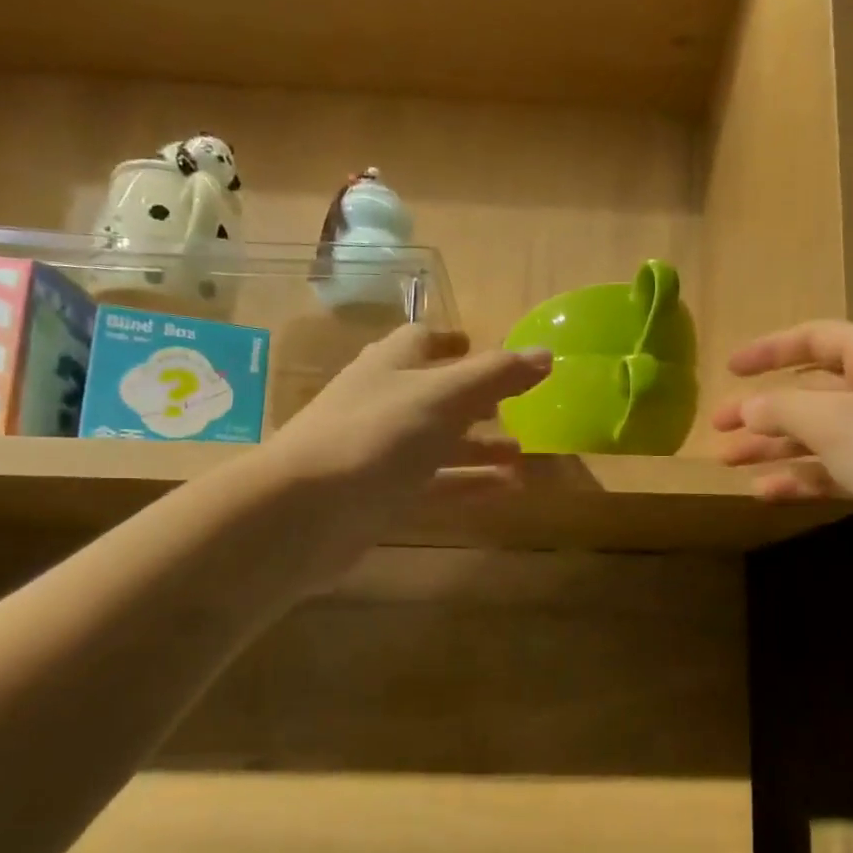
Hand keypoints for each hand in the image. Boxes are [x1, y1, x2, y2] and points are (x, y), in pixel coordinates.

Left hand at [263, 324, 549, 519]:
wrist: (305, 511)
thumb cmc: (377, 436)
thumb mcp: (444, 396)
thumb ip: (497, 375)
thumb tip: (546, 354)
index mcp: (391, 365)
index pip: (421, 340)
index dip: (452, 341)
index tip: (480, 346)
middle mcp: (383, 402)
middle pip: (435, 394)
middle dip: (476, 401)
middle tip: (517, 411)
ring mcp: (378, 452)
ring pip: (438, 443)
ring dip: (479, 447)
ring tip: (523, 457)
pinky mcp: (381, 496)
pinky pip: (434, 484)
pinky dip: (469, 482)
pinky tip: (506, 490)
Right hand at [713, 321, 852, 579]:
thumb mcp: (834, 422)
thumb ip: (782, 408)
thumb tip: (748, 407)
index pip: (815, 339)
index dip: (769, 350)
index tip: (729, 368)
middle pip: (812, 391)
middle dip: (763, 409)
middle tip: (718, 428)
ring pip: (821, 433)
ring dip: (775, 446)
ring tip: (729, 462)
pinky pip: (837, 468)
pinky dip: (803, 476)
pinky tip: (767, 491)